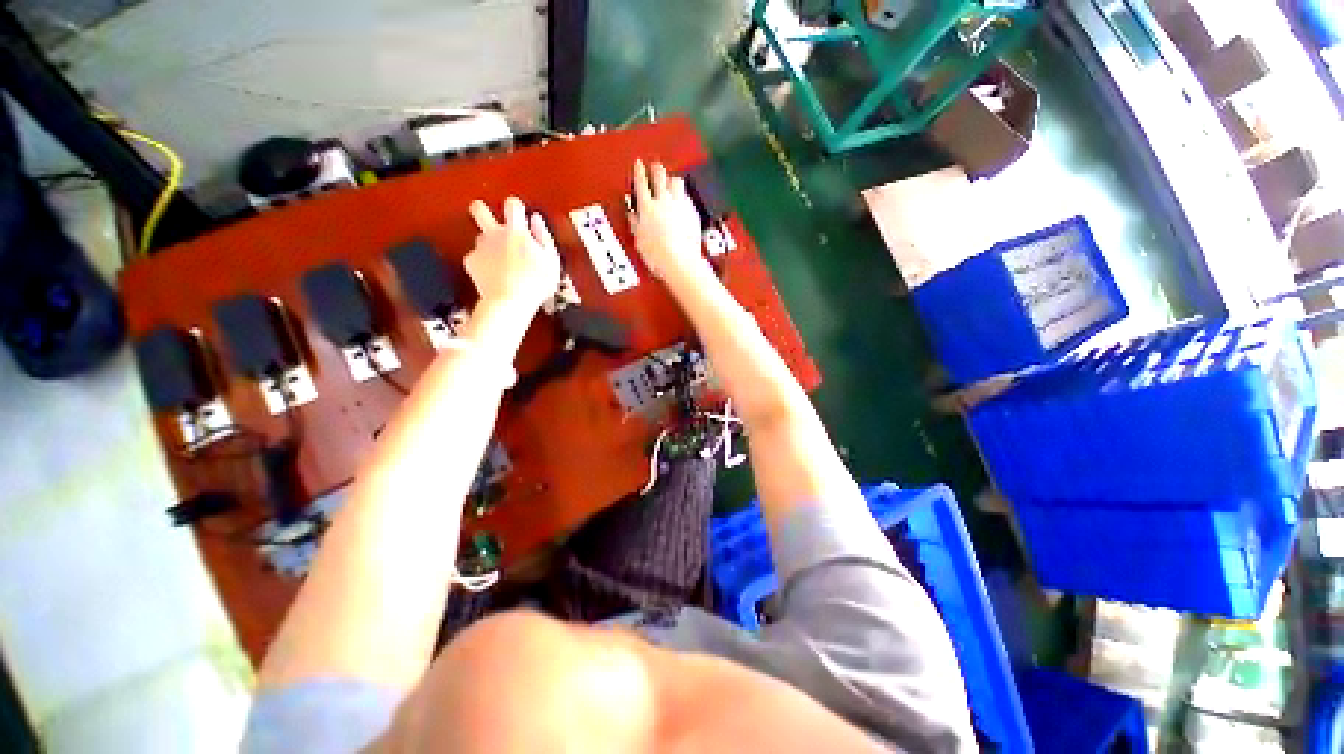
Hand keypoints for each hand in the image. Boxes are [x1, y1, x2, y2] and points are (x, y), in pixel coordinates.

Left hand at [465, 197, 560, 322]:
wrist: (510, 301)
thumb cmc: (536, 283)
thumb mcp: (551, 260)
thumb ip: (544, 236)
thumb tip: (536, 219)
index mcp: (516, 231)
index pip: (512, 204)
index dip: (515, 207)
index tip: (519, 214)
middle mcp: (495, 234)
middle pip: (478, 209)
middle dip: (481, 210)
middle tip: (489, 221)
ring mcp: (480, 247)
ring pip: (480, 238)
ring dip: (489, 246)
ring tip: (502, 263)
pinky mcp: (471, 262)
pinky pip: (476, 258)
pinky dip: (484, 266)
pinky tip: (494, 277)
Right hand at [629, 160, 707, 282]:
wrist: (679, 261)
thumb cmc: (658, 255)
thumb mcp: (639, 240)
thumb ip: (635, 224)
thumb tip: (632, 216)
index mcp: (647, 207)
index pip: (640, 182)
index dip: (638, 170)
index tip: (638, 164)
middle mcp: (663, 202)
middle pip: (660, 174)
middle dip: (656, 168)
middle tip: (654, 167)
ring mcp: (680, 206)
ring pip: (676, 181)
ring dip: (672, 179)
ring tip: (670, 182)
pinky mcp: (692, 213)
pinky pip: (687, 197)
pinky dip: (683, 196)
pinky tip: (681, 201)